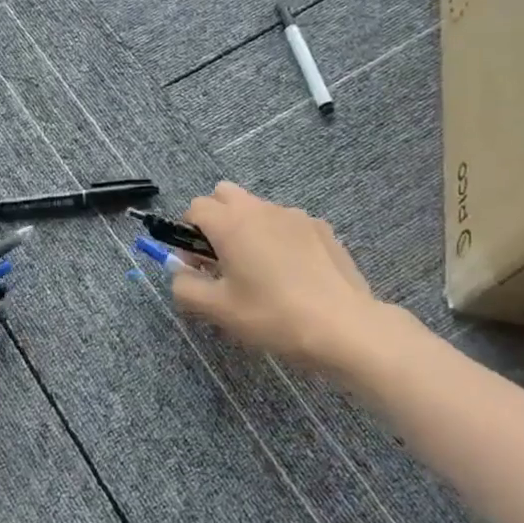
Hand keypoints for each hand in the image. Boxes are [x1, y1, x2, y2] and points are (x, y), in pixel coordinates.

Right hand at [170, 182, 398, 377]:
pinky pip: (286, 223)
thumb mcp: (217, 309)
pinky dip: (278, 239)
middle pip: (225, 195)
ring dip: (247, 229)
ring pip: (257, 209)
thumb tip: (180, 272)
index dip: (186, 234)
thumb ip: (184, 286)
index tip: (197, 265)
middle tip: (222, 260)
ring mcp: (296, 216)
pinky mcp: (322, 228)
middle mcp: (262, 209)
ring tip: (260, 271)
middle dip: (215, 220)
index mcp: (231, 223)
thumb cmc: (272, 315)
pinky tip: (291, 274)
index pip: (195, 207)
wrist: (343, 327)